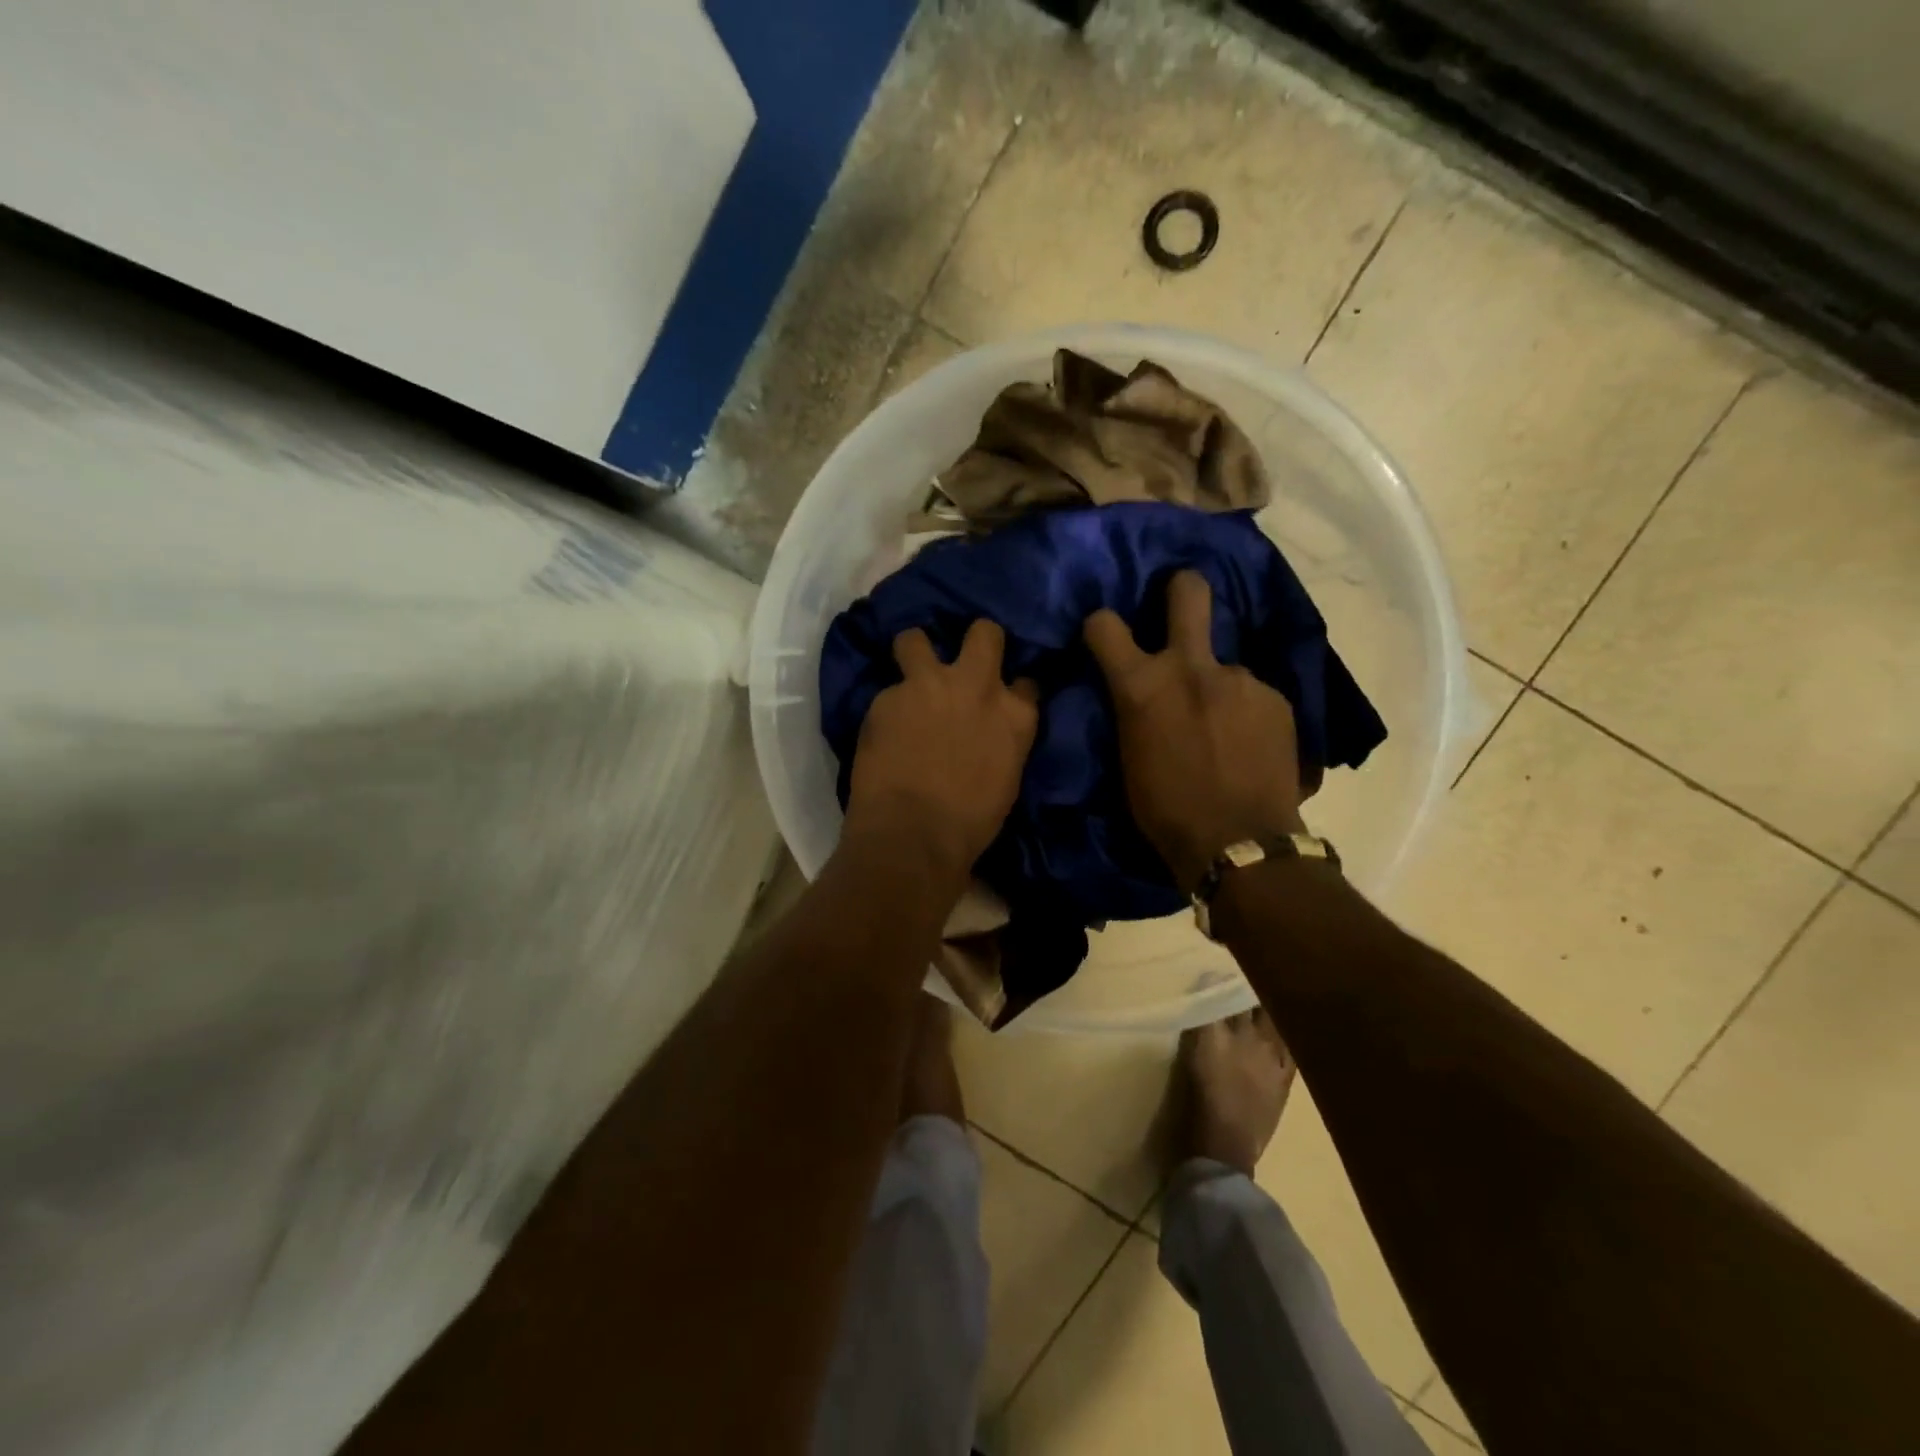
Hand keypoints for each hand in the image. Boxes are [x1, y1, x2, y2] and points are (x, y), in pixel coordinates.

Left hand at [846, 620, 1038, 881]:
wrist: (914, 835)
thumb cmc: (970, 823)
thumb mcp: (1007, 778)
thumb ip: (1003, 740)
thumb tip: (990, 731)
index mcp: (1016, 715)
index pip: (1027, 681)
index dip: (1012, 686)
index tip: (1003, 695)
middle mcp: (978, 686)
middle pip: (985, 633)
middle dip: (976, 639)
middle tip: (961, 660)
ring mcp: (929, 685)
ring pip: (915, 638)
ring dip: (913, 651)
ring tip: (908, 673)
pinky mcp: (887, 697)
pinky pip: (887, 689)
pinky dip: (887, 706)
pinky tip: (883, 728)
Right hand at [1085, 571, 1306, 891]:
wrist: (1238, 844)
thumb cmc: (1165, 812)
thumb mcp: (1128, 758)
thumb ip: (1134, 712)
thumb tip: (1140, 697)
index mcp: (1142, 686)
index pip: (1105, 625)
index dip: (1101, 626)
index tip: (1106, 636)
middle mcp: (1191, 667)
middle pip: (1189, 593)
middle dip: (1181, 589)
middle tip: (1180, 601)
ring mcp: (1240, 679)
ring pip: (1225, 665)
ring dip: (1220, 687)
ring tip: (1226, 731)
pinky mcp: (1277, 699)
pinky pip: (1253, 695)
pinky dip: (1248, 713)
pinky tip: (1250, 746)